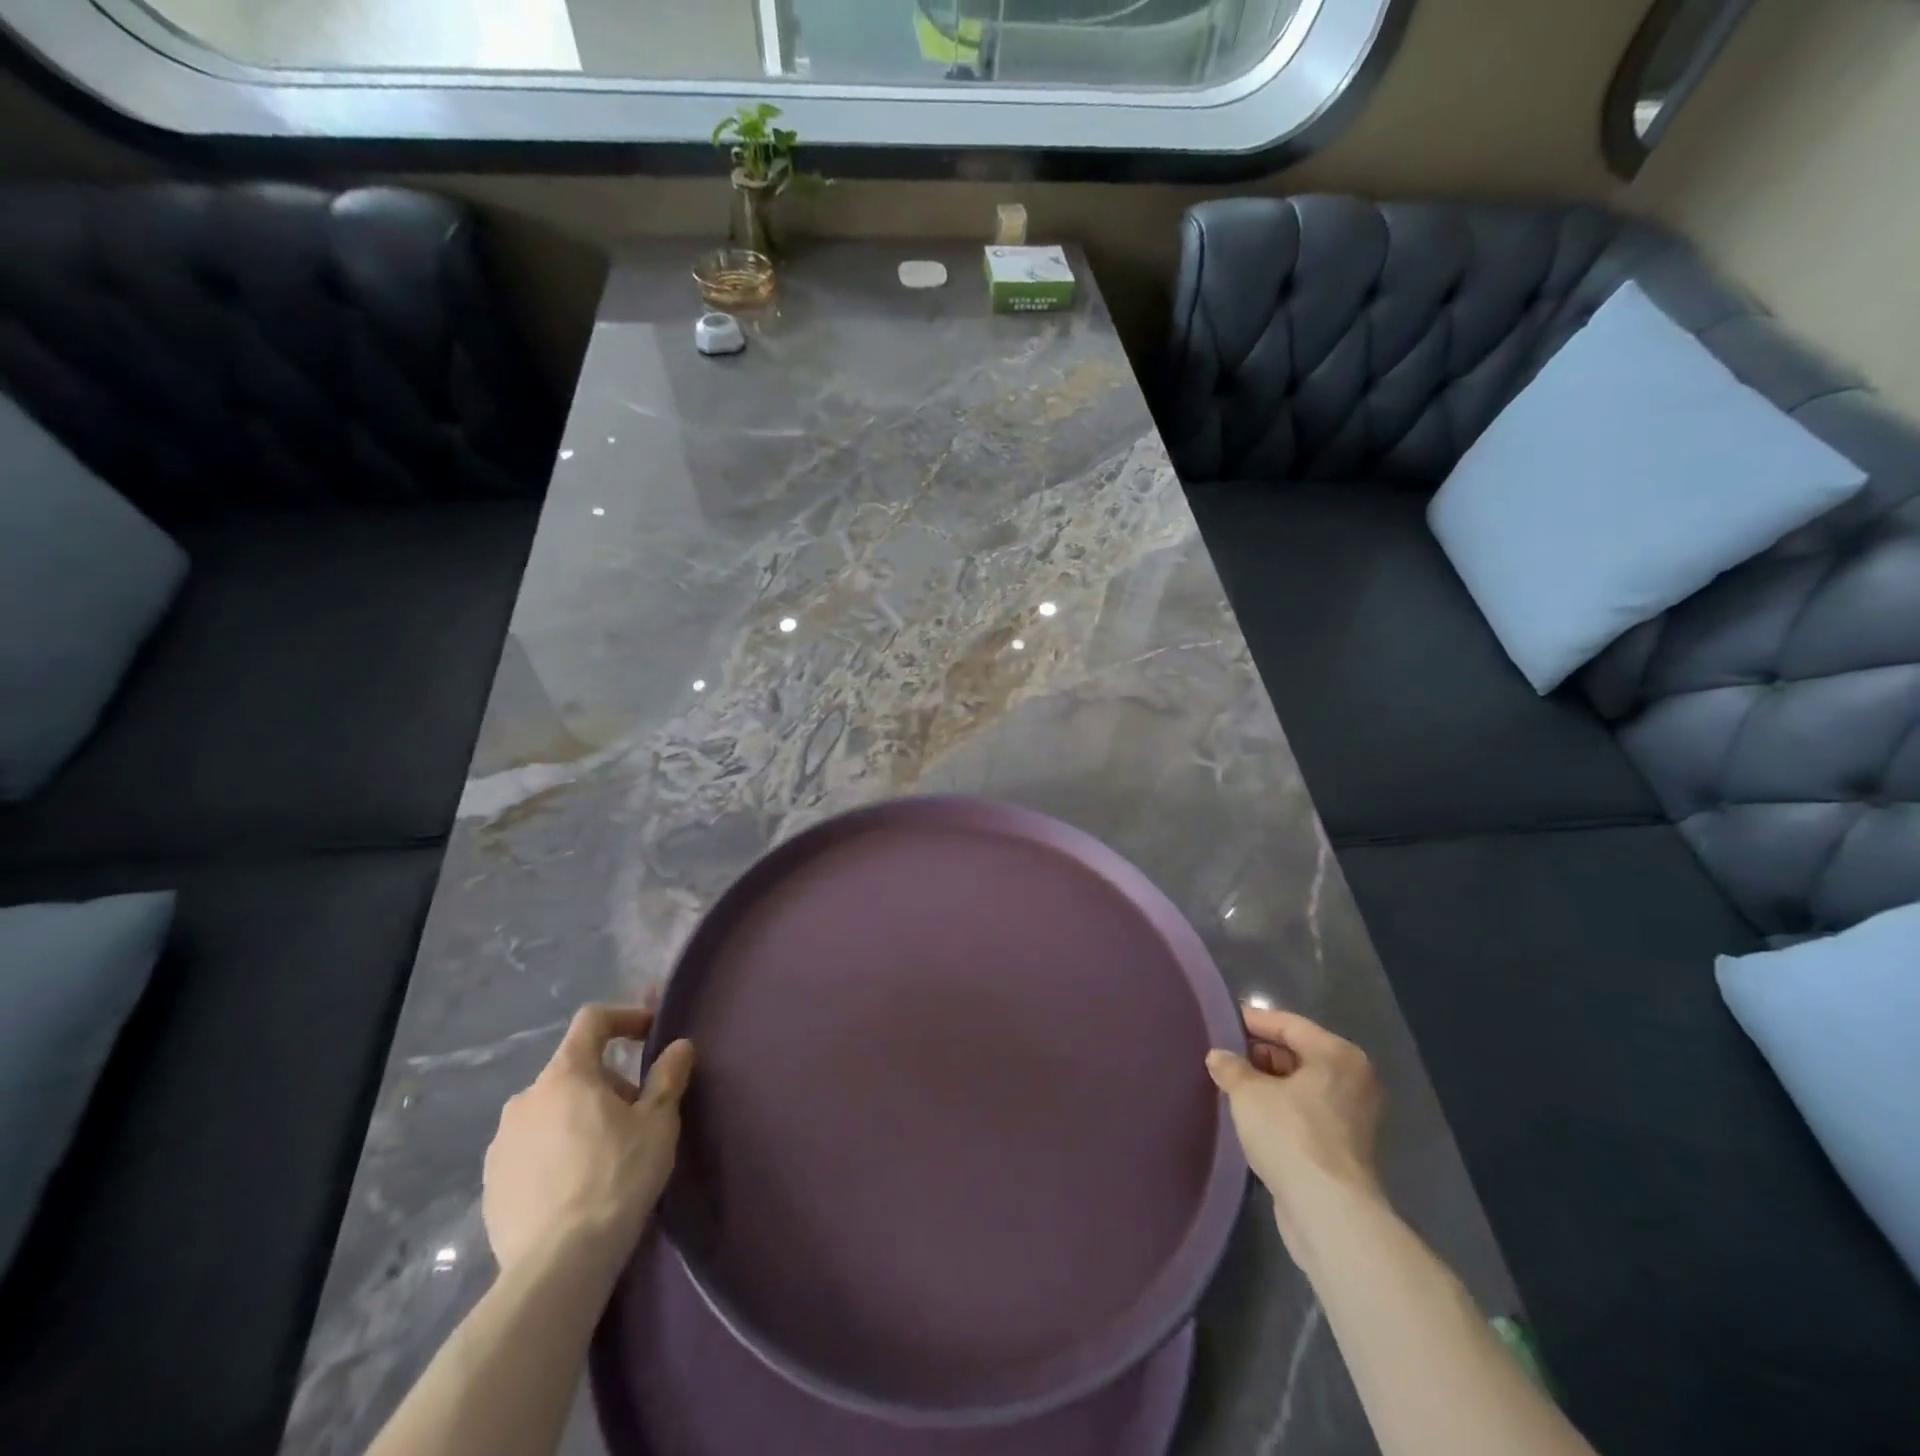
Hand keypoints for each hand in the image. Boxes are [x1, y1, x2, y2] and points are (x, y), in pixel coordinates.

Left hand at [482, 1005, 694, 1274]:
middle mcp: (526, 1098)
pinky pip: (531, 1148)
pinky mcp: (491, 1183)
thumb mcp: (658, 1123)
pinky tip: (576, 1184)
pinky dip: (555, 1150)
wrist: (558, 1264)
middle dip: (608, 1082)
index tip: (650, 1034)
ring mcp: (502, 1142)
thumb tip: (679, 1046)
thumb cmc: (617, 1177)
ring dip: (579, 1116)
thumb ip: (668, 1077)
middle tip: (637, 1114)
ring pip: (551, 1110)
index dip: (625, 1018)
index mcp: (566, 1074)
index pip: (592, 1021)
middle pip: (574, 1070)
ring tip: (607, 1153)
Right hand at [1205, 1007, 1383, 1253]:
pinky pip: (1306, 1112)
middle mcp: (1353, 1079)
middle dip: (1259, 1054)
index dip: (1253, 1021)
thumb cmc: (1290, 1134)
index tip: (1222, 1022)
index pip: (1288, 1024)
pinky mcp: (1345, 1147)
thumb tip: (1218, 1057)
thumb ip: (1231, 1067)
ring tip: (1231, 1084)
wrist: (1328, 1211)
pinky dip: (1281, 1108)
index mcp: (1337, 1055)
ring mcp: (1353, 1116)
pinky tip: (1251, 1115)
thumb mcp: (1248, 1092)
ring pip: (1302, 1086)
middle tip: (1223, 1055)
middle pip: (1298, 1053)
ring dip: (1269, 1084)